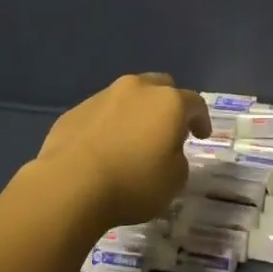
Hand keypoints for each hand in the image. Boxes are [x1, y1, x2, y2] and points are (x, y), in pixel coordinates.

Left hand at [34, 73, 208, 227]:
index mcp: (168, 102)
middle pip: (160, 87)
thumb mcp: (175, 180)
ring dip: (135, 113)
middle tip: (167, 130)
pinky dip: (109, 125)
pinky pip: (101, 113)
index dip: (201, 119)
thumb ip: (178, 158)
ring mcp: (103, 96)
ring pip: (128, 96)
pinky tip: (104, 148)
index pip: (194, 103)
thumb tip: (166, 151)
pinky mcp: (76, 110)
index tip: (201, 136)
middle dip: (167, 105)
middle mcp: (137, 89)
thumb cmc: (133, 183)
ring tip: (132, 140)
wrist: (71, 184)